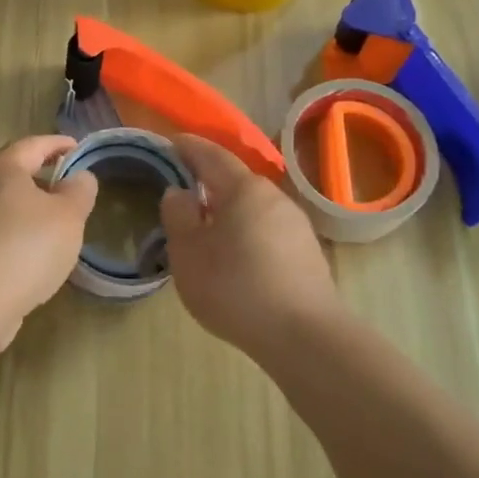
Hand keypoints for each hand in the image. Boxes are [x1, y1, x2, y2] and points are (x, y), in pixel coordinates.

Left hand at [0, 135, 97, 344]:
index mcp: (0, 166)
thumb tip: (78, 177)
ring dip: (24, 206)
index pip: (34, 144)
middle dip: (40, 175)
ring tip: (50, 222)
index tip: (78, 148)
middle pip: (11, 171)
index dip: (58, 144)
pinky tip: (27, 250)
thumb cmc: (26, 248)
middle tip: (66, 186)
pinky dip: (11, 230)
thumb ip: (79, 190)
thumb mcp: (68, 216)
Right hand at [160, 133, 340, 359]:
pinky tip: (237, 255)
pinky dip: (247, 231)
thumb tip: (179, 192)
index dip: (189, 147)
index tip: (171, 142)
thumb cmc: (236, 287)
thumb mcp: (189, 253)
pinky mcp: (307, 251)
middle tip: (184, 188)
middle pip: (236, 179)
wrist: (304, 335)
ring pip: (253, 206)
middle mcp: (274, 196)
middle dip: (209, 180)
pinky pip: (268, 228)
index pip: (212, 155)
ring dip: (229, 209)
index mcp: (244, 189)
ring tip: (207, 226)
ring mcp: (296, 224)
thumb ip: (178, 216)